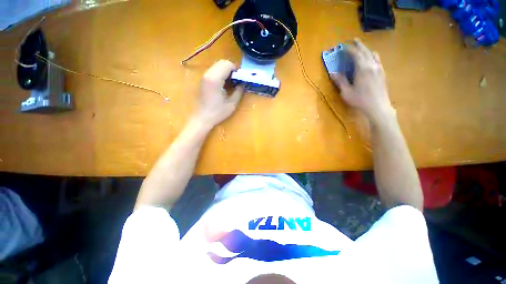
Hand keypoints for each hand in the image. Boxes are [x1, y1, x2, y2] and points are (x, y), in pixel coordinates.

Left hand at [193, 60, 244, 128]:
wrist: (202, 118)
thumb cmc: (217, 113)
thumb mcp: (232, 104)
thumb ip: (239, 91)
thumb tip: (243, 83)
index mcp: (215, 79)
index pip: (227, 65)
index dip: (236, 70)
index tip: (241, 78)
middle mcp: (208, 74)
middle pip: (222, 62)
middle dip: (231, 69)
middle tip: (237, 80)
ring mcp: (204, 76)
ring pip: (217, 65)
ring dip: (226, 71)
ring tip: (231, 82)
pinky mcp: (202, 80)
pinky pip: (213, 70)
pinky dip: (220, 73)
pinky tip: (224, 84)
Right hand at [330, 38, 394, 124]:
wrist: (378, 106)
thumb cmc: (360, 100)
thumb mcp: (346, 92)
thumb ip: (340, 81)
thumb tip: (332, 72)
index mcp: (362, 69)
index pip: (355, 55)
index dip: (349, 49)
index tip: (343, 47)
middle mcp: (372, 65)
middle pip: (365, 51)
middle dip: (359, 45)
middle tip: (354, 40)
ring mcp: (379, 68)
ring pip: (373, 54)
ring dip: (366, 49)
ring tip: (362, 48)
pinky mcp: (382, 73)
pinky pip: (377, 60)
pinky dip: (372, 55)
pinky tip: (371, 58)